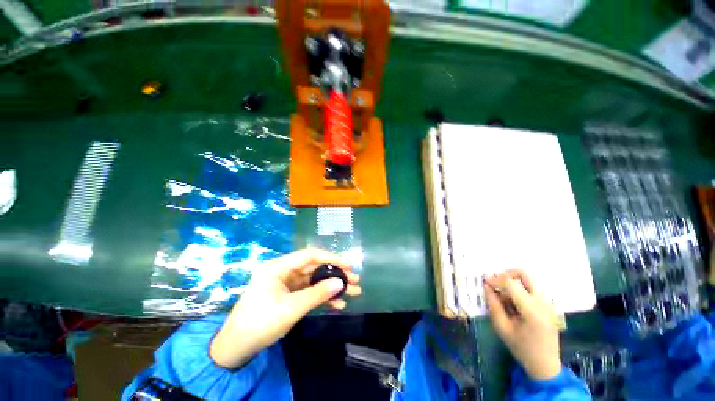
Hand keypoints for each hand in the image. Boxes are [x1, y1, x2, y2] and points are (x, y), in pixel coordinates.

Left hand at [210, 248, 360, 367]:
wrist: (237, 348)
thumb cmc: (260, 323)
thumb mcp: (291, 308)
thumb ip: (318, 294)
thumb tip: (341, 283)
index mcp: (279, 267)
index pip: (310, 255)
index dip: (331, 258)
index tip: (348, 265)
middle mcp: (284, 271)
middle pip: (315, 267)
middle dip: (336, 274)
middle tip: (355, 280)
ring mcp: (287, 283)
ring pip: (315, 280)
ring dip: (332, 287)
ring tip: (353, 292)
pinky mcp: (289, 295)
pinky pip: (309, 292)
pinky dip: (323, 297)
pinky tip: (338, 304)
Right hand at [484, 270, 560, 380]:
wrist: (546, 366)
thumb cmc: (522, 348)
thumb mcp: (502, 328)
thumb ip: (493, 305)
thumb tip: (486, 287)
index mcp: (532, 310)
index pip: (511, 284)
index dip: (495, 280)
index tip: (484, 282)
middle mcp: (542, 302)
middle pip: (524, 274)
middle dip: (506, 274)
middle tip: (495, 281)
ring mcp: (547, 303)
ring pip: (527, 280)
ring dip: (512, 282)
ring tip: (502, 295)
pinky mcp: (547, 305)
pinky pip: (530, 289)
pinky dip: (518, 290)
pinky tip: (512, 303)